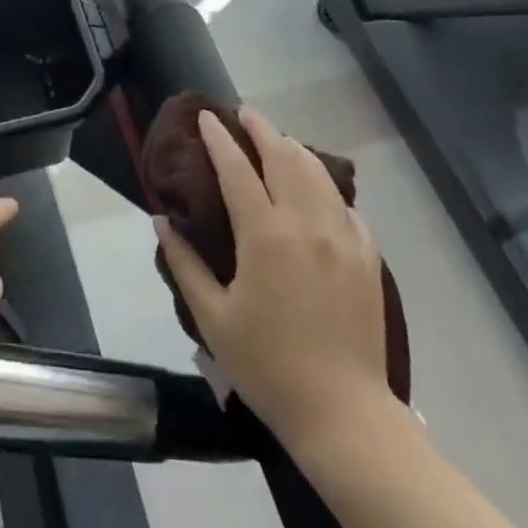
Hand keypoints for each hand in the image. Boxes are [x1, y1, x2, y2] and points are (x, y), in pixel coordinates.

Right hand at [155, 109, 394, 449]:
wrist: (343, 413)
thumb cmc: (268, 366)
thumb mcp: (213, 318)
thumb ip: (184, 263)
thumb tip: (160, 219)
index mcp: (265, 235)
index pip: (236, 168)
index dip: (219, 138)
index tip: (206, 116)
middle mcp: (305, 222)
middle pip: (283, 156)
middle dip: (261, 128)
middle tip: (244, 114)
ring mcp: (342, 235)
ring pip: (317, 172)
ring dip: (294, 148)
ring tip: (278, 140)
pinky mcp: (367, 254)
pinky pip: (345, 204)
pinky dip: (326, 185)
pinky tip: (317, 189)